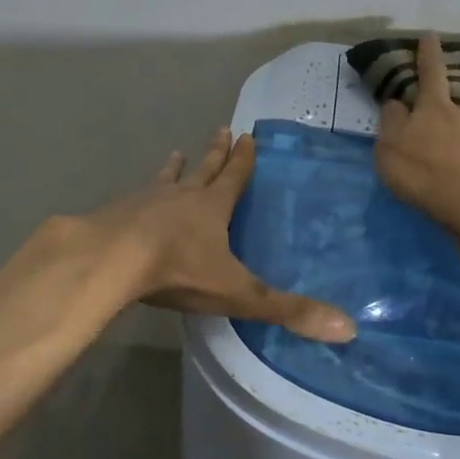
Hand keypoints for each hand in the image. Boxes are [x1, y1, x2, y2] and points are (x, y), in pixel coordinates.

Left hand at [80, 128, 356, 342]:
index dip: (243, 159)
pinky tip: (130, 198)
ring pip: (165, 179)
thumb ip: (288, 310)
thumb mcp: (239, 293)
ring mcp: (144, 201)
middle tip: (222, 129)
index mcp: (212, 207)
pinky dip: (139, 194)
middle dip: (214, 152)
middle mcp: (180, 196)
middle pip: (202, 169)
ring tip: (175, 154)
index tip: (247, 135)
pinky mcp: (116, 214)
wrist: (111, 261)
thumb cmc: (179, 271)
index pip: (234, 177)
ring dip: (174, 168)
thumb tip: (348, 329)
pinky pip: (133, 199)